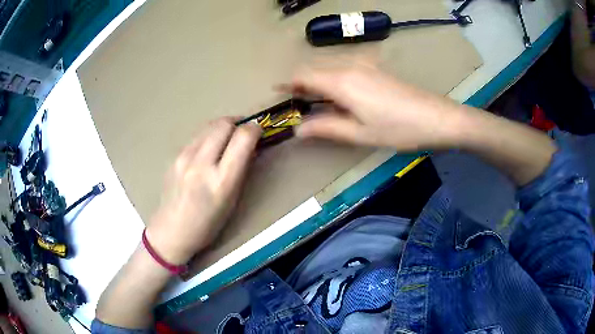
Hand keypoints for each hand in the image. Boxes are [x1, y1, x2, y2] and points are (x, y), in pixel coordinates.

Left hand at [145, 118, 260, 264]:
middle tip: (243, 132)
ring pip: (209, 126)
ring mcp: (184, 157)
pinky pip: (196, 136)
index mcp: (221, 181)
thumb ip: (241, 169)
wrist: (172, 230)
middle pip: (224, 124)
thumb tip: (250, 146)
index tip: (258, 131)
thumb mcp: (232, 200)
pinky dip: (208, 137)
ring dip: (222, 127)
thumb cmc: (208, 223)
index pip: (243, 138)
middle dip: (238, 123)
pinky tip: (208, 150)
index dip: (255, 129)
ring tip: (226, 139)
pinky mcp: (174, 156)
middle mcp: (201, 164)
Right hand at [285, 63, 464, 150]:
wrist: (438, 118)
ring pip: (330, 69)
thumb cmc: (398, 129)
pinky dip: (333, 81)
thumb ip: (326, 128)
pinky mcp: (376, 70)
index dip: (287, 83)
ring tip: (313, 102)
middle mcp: (350, 67)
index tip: (276, 92)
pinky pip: (345, 70)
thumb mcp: (359, 133)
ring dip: (317, 82)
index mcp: (341, 81)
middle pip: (316, 69)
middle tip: (294, 103)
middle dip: (301, 83)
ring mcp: (365, 66)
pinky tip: (339, 97)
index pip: (304, 75)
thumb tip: (298, 129)